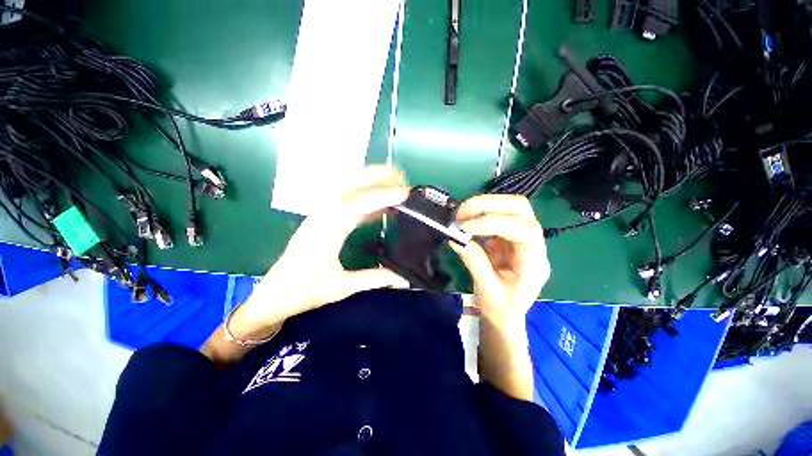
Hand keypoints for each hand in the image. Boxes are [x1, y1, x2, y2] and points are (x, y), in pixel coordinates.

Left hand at [232, 167, 410, 338]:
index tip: (404, 193)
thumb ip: (375, 279)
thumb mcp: (341, 287)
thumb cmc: (303, 292)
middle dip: (376, 177)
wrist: (273, 295)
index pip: (357, 205)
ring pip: (346, 189)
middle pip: (349, 186)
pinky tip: (377, 204)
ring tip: (393, 182)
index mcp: (325, 232)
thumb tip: (405, 280)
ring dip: (369, 181)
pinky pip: (345, 201)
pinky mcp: (321, 219)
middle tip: (401, 178)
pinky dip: (364, 197)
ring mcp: (320, 215)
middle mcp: (321, 216)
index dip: (381, 196)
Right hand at [450, 195, 549, 327]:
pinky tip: (466, 221)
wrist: (506, 315)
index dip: (494, 223)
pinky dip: (479, 213)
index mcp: (535, 263)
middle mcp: (533, 244)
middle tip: (461, 214)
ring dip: (483, 205)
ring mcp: (521, 237)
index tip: (466, 228)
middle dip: (489, 205)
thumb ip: (474, 263)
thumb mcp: (487, 292)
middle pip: (520, 209)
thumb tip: (456, 238)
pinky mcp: (508, 235)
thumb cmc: (501, 310)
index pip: (523, 230)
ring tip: (460, 216)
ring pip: (509, 206)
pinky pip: (496, 215)